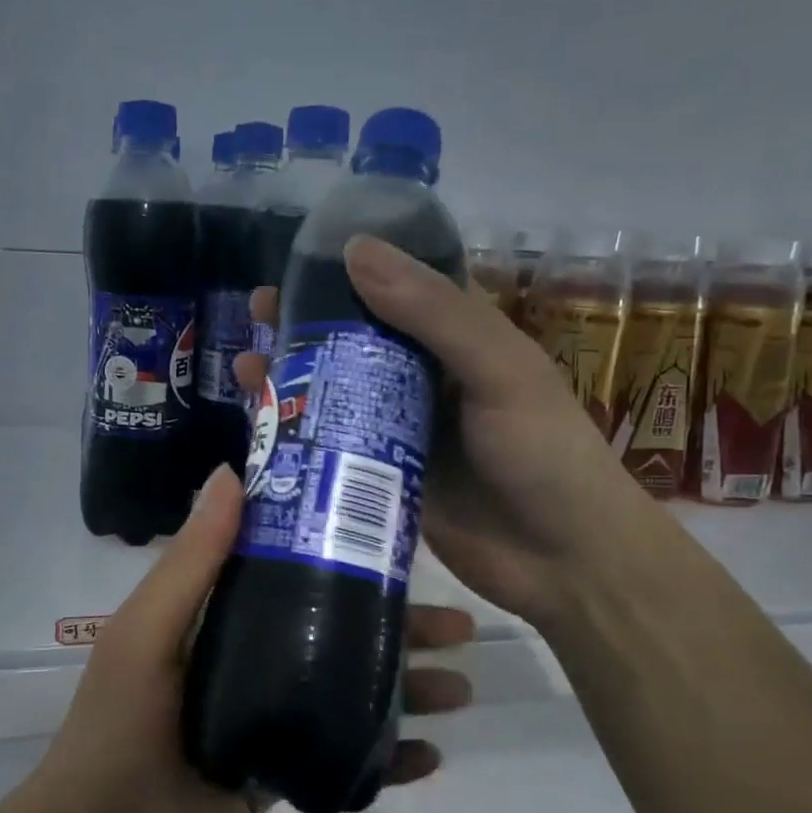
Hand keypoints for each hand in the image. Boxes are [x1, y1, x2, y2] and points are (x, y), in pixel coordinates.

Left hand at [30, 464, 476, 812]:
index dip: (342, 550)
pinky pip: (343, 756)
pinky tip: (431, 757)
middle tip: (460, 625)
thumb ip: (191, 561)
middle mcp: (246, 657)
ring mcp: (266, 718)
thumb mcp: (147, 635)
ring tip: (463, 688)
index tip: (399, 537)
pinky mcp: (276, 775)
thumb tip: (230, 473)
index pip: (289, 568)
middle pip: (334, 629)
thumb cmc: (116, 732)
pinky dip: (387, 756)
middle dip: (396, 625)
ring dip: (405, 687)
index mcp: (216, 615)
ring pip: (347, 689)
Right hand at [235, 236, 642, 621]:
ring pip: (338, 390)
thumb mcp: (499, 370)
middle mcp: (427, 377)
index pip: (399, 286)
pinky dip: (301, 431)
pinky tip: (263, 426)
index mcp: (460, 338)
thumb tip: (354, 250)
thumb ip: (434, 313)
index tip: (298, 261)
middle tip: (257, 312)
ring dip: (293, 376)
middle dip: (307, 323)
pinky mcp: (383, 475)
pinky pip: (336, 443)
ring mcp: (401, 429)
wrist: (564, 562)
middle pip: (356, 338)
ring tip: (247, 367)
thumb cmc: (543, 454)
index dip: (350, 269)